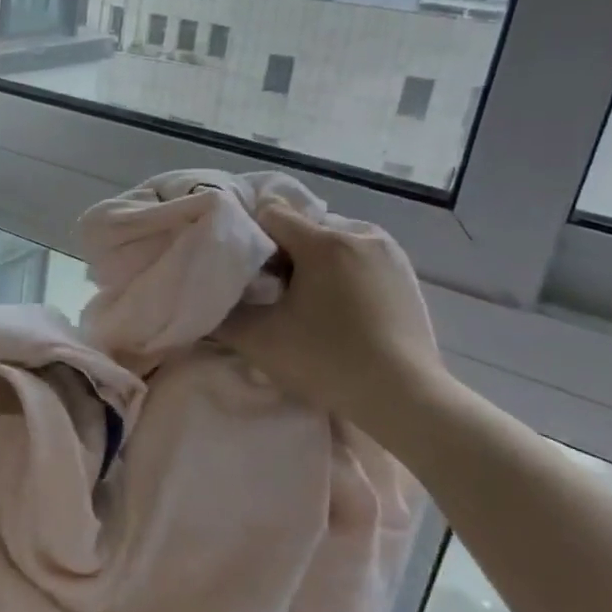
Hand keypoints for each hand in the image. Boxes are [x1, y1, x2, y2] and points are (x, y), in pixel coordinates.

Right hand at [218, 203, 451, 435]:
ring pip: (333, 244)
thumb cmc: (328, 361)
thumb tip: (205, 302)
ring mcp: (389, 253)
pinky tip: (343, 313)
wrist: (405, 398)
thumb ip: (223, 315)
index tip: (249, 275)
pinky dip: (343, 276)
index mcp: (323, 241)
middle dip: (284, 255)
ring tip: (310, 306)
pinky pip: (360, 260)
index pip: (271, 214)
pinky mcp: (406, 275)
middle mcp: (359, 234)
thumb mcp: (260, 340)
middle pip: (303, 230)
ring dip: (315, 265)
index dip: (251, 239)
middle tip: (275, 296)